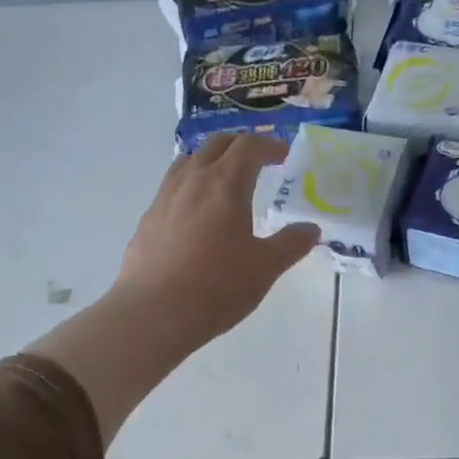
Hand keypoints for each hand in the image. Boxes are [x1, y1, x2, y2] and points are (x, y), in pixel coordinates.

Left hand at [112, 134, 320, 350]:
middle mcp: (192, 181)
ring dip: (210, 160)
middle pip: (215, 145)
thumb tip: (310, 229)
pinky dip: (190, 186)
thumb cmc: (218, 285)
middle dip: (240, 145)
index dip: (269, 145)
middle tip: (257, 159)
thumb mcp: (266, 267)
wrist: (154, 313)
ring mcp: (164, 198)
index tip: (283, 154)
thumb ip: (291, 244)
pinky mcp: (147, 219)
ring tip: (224, 179)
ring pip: (188, 161)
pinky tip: (196, 213)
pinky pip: (171, 187)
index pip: (248, 147)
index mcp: (225, 184)